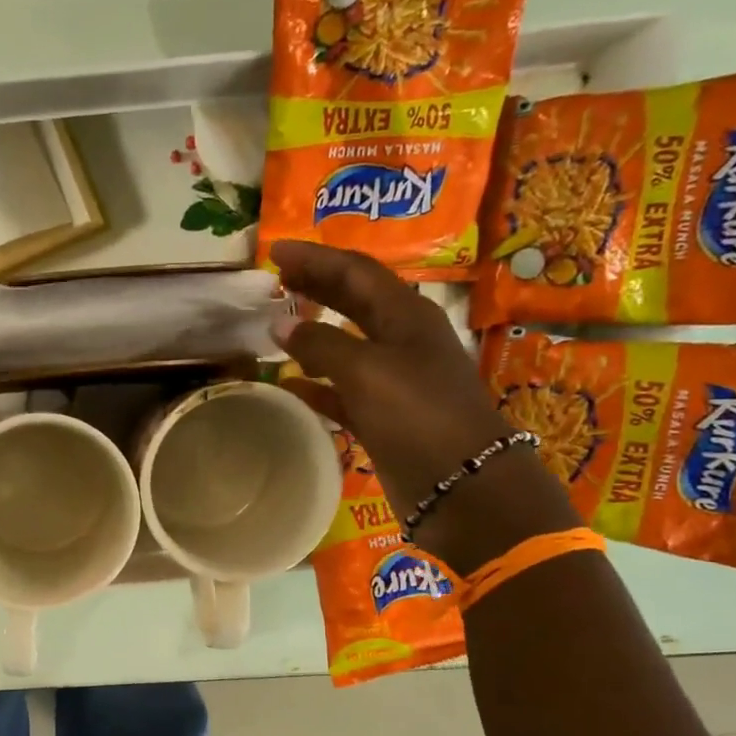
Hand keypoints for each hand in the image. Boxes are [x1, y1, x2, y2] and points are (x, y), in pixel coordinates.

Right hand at [270, 240, 577, 572]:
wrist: (461, 484)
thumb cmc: (418, 415)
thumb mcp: (367, 371)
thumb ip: (321, 343)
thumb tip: (281, 324)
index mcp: (405, 316)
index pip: (355, 272)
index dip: (315, 258)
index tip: (274, 250)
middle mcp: (401, 341)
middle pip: (353, 301)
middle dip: (316, 286)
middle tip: (275, 278)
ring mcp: (393, 380)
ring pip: (345, 344)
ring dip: (313, 332)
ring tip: (276, 324)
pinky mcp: (383, 416)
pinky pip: (341, 390)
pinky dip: (315, 382)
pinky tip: (288, 384)